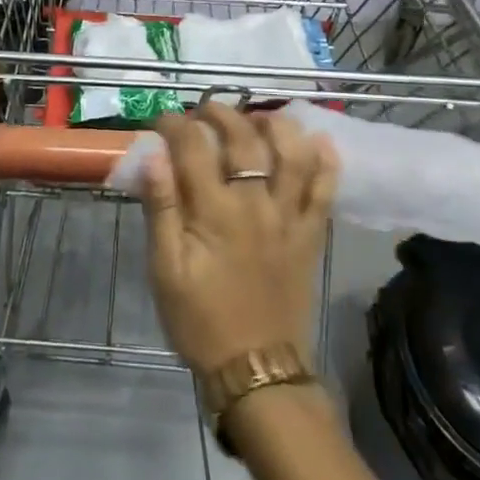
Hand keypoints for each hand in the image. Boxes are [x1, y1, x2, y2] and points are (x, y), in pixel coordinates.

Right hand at [140, 103, 338, 373]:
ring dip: (276, 126)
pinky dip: (326, 163)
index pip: (193, 148)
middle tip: (204, 109)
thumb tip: (153, 155)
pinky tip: (320, 141)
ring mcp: (289, 218)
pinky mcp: (310, 235)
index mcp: (215, 212)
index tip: (162, 120)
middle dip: (221, 114)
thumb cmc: (200, 319)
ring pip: (292, 155)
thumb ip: (160, 208)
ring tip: (258, 116)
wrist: (256, 370)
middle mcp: (256, 204)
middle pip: (244, 140)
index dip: (175, 125)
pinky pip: (324, 192)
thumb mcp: (165, 269)